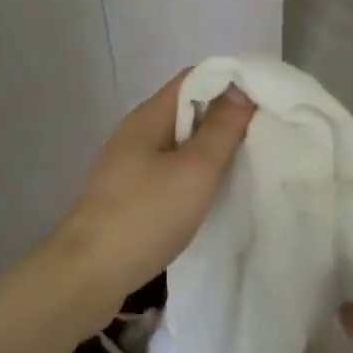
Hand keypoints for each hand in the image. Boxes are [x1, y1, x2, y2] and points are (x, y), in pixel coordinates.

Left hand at [43, 70, 254, 317]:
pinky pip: (167, 170)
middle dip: (223, 116)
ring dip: (209, 148)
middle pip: (185, 109)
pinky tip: (209, 192)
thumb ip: (221, 129)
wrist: (88, 274)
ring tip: (244, 161)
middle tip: (261, 133)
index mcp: (148, 117)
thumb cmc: (145, 215)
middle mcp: (135, 134)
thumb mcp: (194, 171)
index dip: (229, 81)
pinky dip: (192, 173)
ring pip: (177, 143)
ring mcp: (127, 166)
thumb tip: (240, 89)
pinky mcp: (127, 194)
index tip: (264, 99)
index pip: (193, 78)